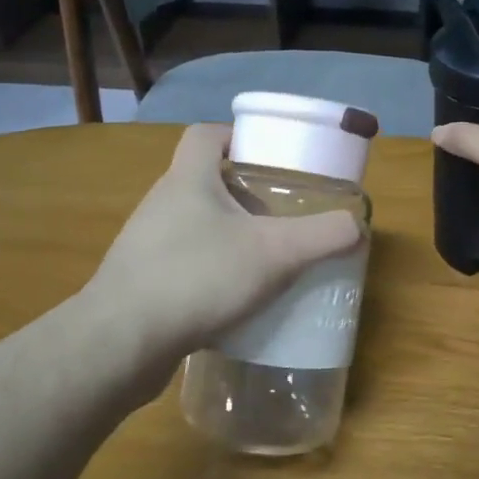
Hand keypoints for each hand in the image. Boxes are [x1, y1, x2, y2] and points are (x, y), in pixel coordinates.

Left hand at [84, 124, 362, 362]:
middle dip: (243, 194)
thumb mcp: (275, 254)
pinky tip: (233, 300)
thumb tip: (357, 226)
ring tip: (262, 260)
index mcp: (188, 179)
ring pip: (193, 226)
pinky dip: (209, 272)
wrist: (121, 342)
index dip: (236, 137)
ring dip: (226, 236)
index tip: (268, 158)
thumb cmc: (198, 277)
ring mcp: (145, 244)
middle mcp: (161, 203)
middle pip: (204, 181)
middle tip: (279, 215)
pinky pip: (182, 264)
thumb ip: (322, 237)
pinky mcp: (140, 282)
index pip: (206, 135)